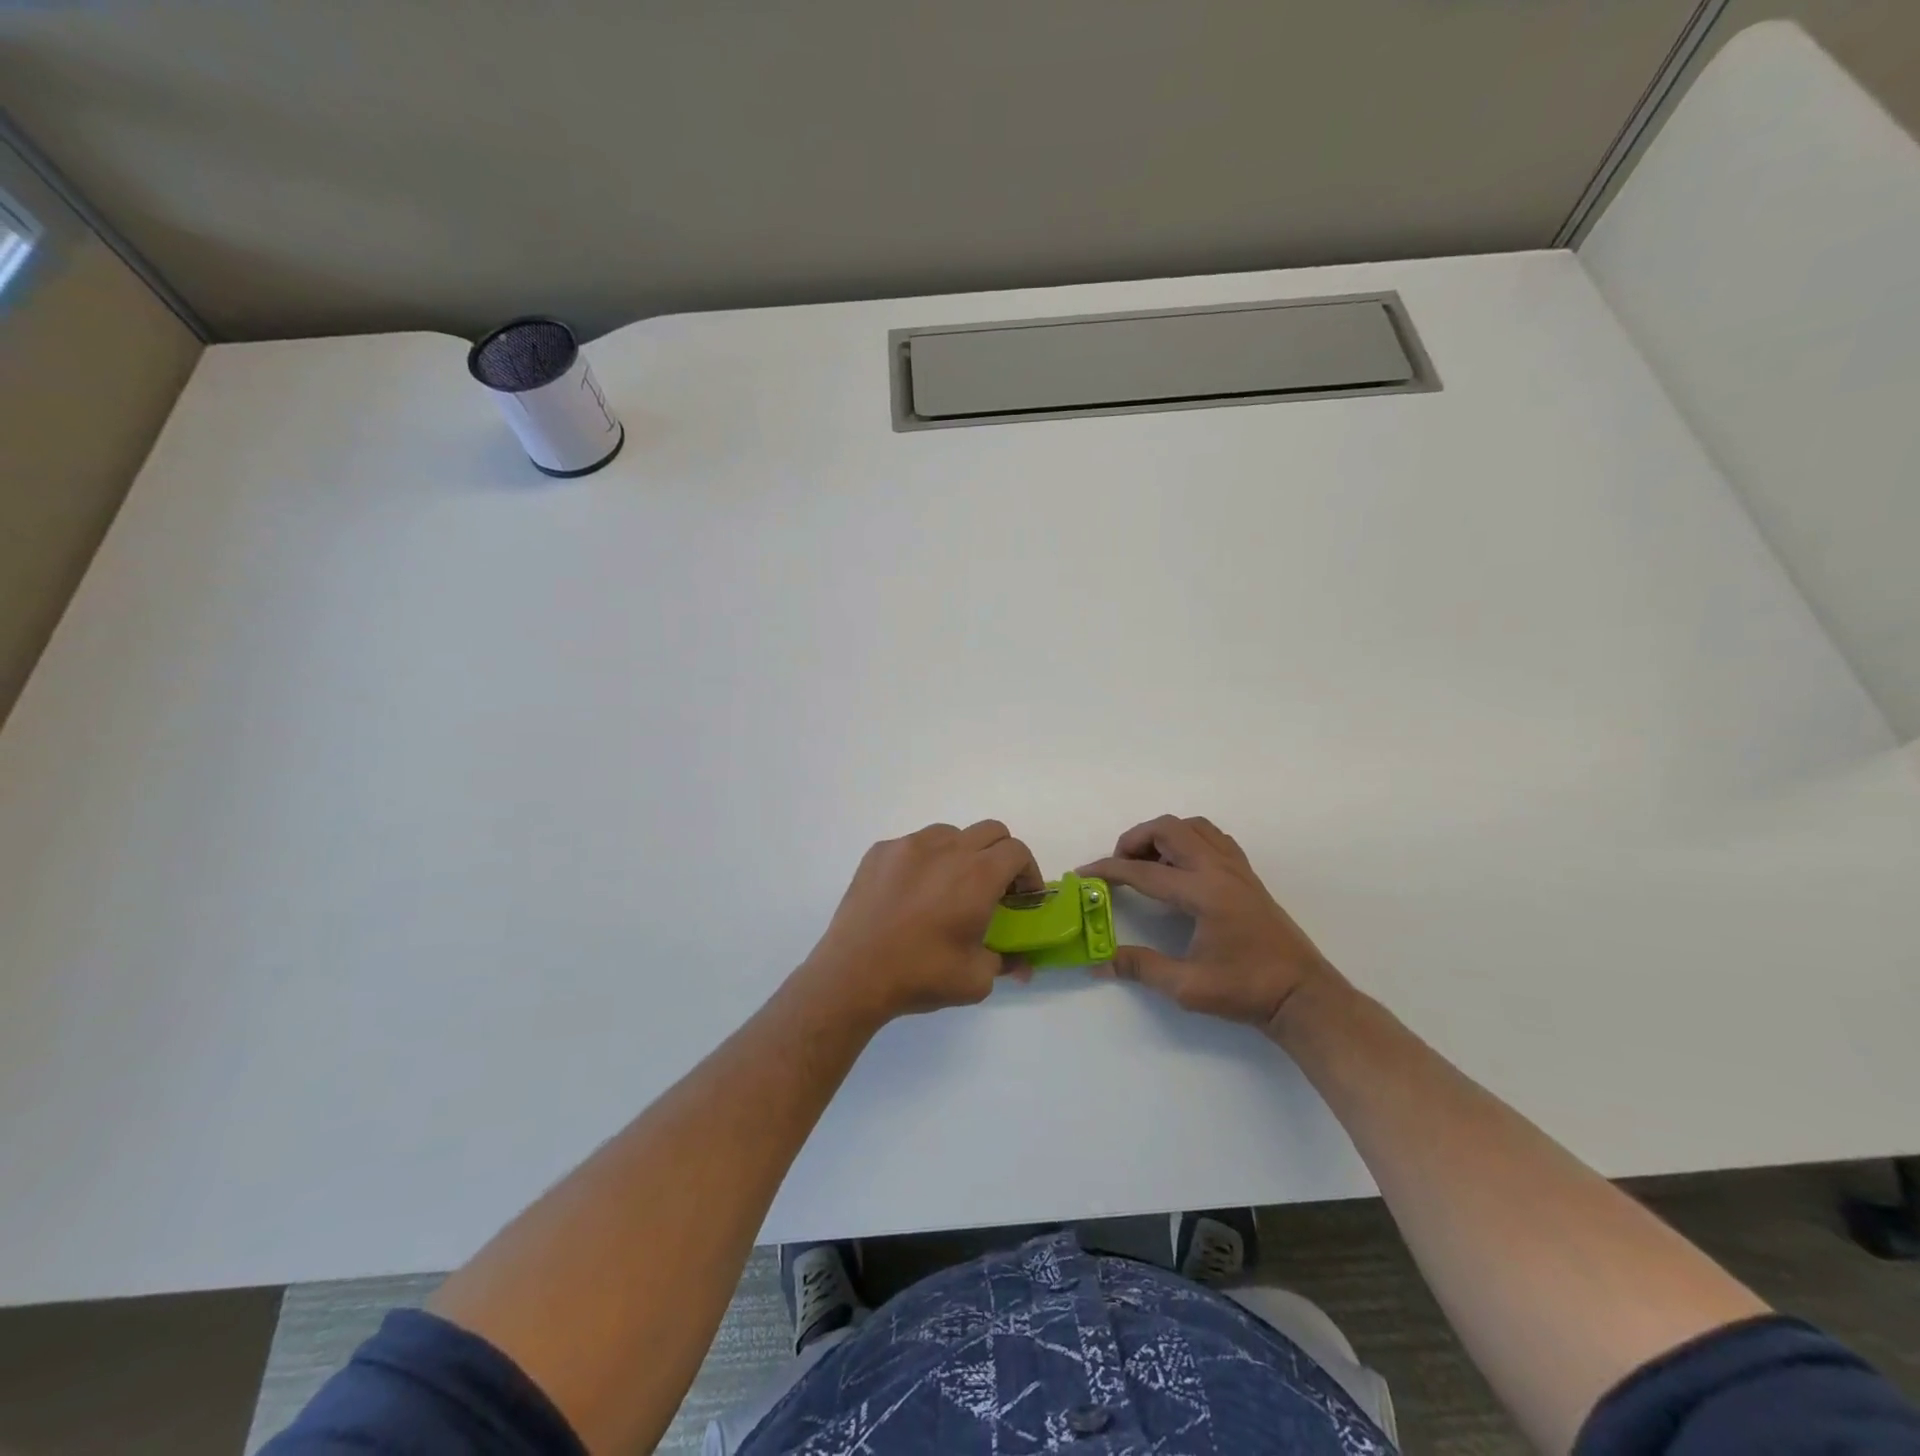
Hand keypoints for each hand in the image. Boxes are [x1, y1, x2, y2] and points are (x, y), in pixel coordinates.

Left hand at [801, 820, 1042, 1027]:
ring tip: (950, 888)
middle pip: (990, 831)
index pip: (1017, 851)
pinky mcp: (880, 852)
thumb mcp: (976, 979)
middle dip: (1001, 855)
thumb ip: (1006, 962)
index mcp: (978, 875)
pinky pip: (914, 844)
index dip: (1027, 872)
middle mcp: (947, 849)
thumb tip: (1021, 965)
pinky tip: (912, 893)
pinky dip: (925, 860)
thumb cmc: (921, 975)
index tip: (1022, 898)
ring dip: (962, 853)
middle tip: (994, 889)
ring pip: (950, 833)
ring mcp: (909, 845)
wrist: (852, 975)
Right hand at [1080, 815, 1335, 1036]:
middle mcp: (1219, 870)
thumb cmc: (1247, 990)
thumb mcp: (1187, 986)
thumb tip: (1099, 963)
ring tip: (1147, 862)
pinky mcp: (1247, 875)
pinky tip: (1180, 866)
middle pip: (1169, 829)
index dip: (1108, 870)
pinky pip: (1213, 838)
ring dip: (1163, 835)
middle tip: (1118, 865)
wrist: (1302, 996)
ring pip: (1193, 827)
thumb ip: (1140, 968)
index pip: (1144, 872)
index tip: (1083, 874)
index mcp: (1203, 893)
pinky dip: (1188, 840)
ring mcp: (1237, 868)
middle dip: (1135, 839)